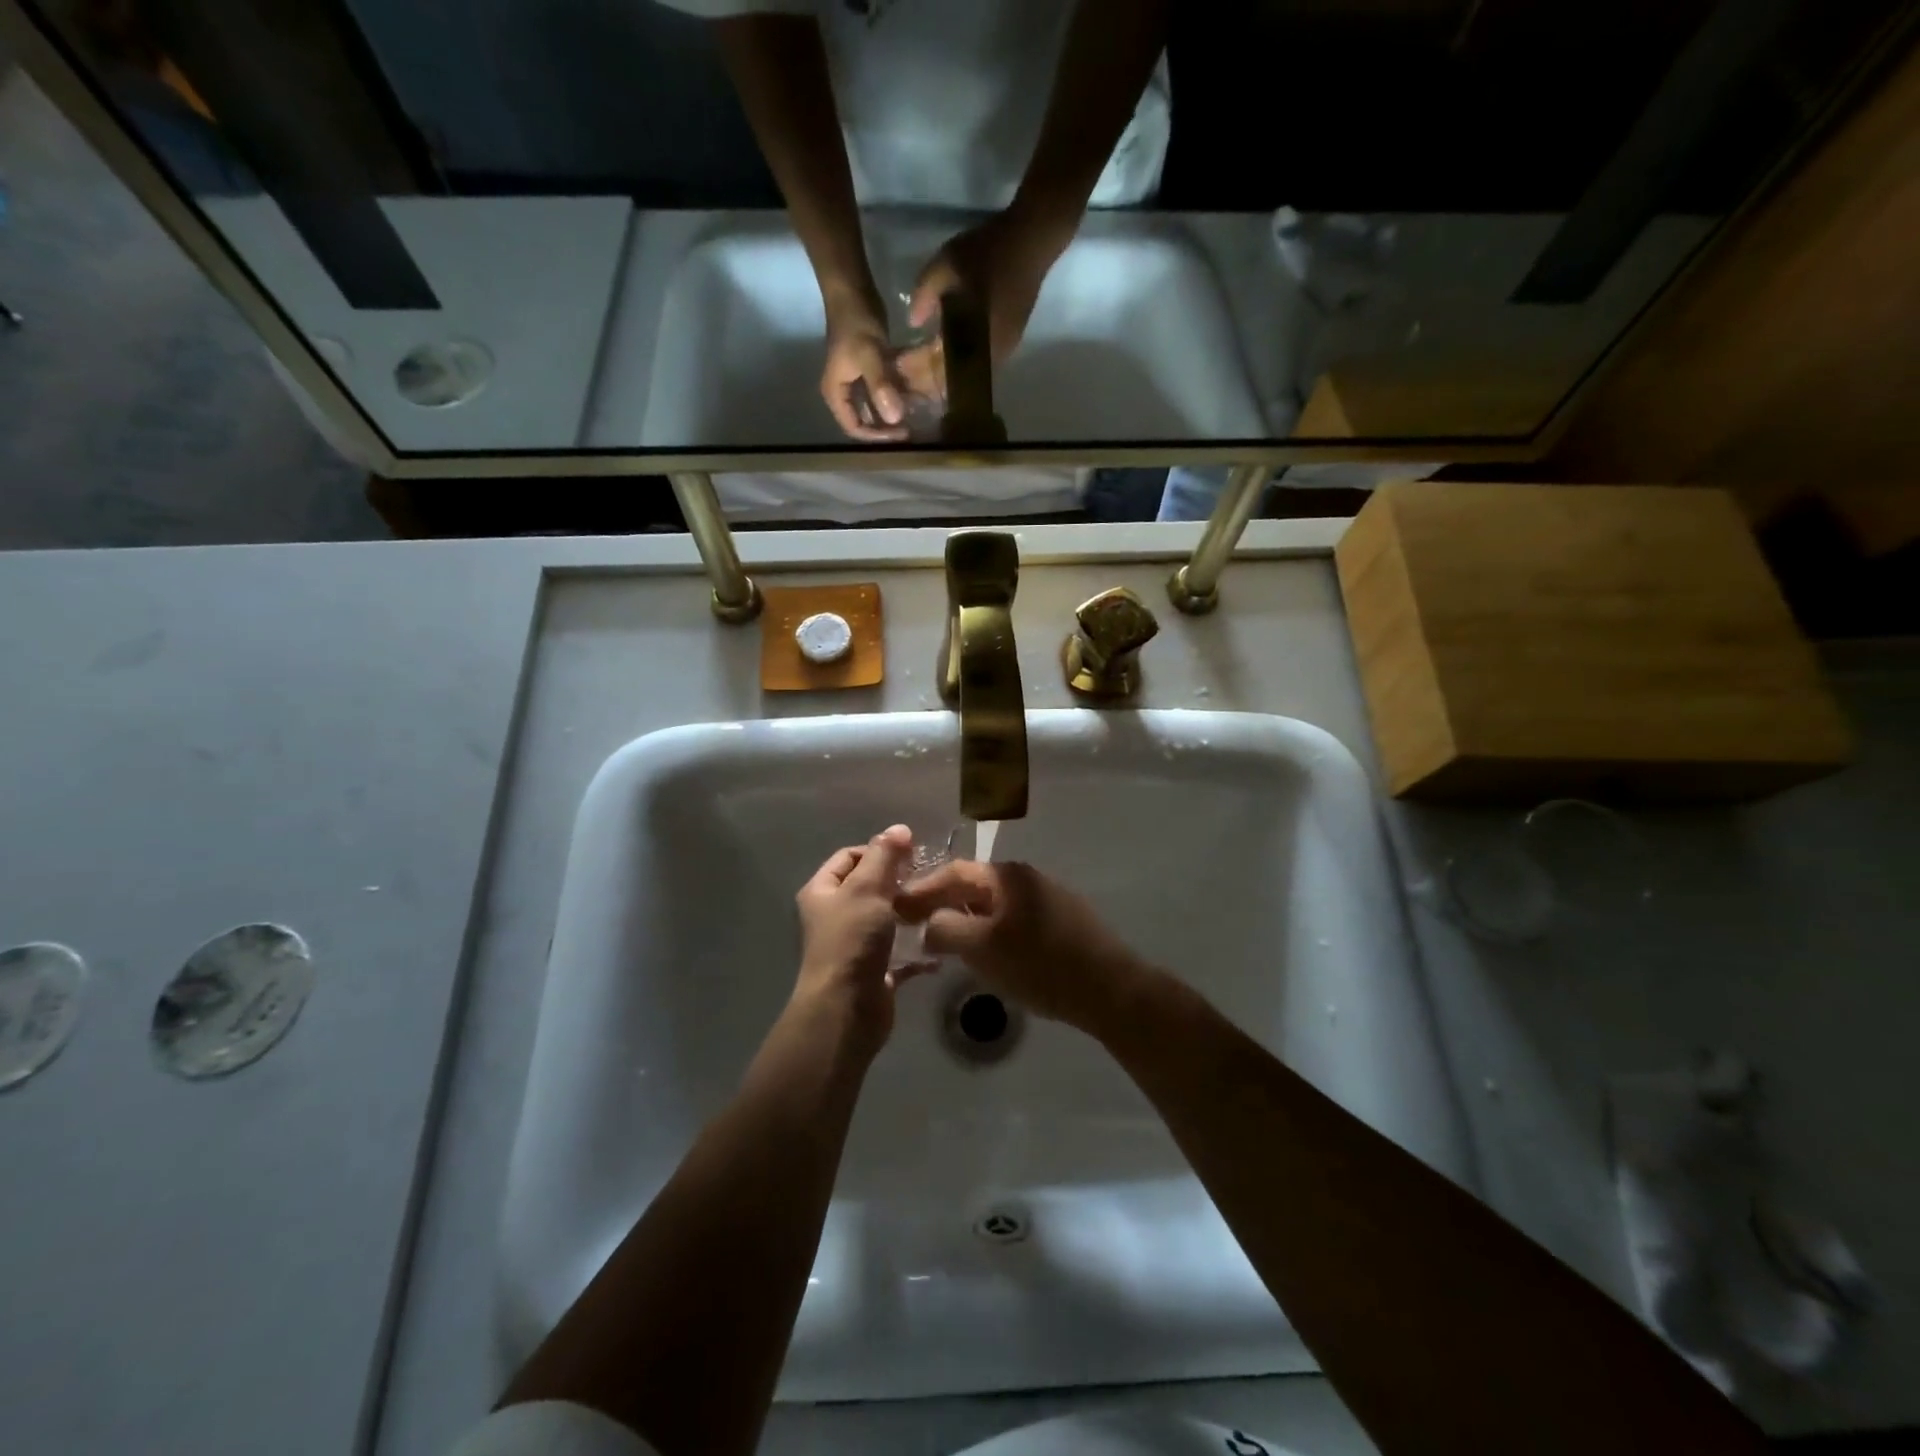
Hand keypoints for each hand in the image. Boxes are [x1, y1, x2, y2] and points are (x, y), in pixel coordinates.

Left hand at [791, 824, 923, 1055]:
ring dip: (910, 914)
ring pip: (886, 920)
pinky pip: (900, 954)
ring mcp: (854, 946)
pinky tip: (939, 944)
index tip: (910, 854)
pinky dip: (917, 950)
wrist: (846, 1010)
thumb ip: (884, 856)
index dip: (878, 850)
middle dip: (898, 882)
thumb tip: (899, 828)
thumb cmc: (852, 940)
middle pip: (868, 888)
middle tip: (928, 879)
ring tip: (938, 906)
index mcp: (822, 892)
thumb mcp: (867, 889)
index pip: (849, 857)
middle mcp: (834, 916)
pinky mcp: (874, 972)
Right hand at [821, 288, 907, 442]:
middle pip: (866, 421)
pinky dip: (897, 395)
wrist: (852, 289)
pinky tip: (915, 396)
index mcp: (836, 394)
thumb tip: (895, 419)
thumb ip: (880, 387)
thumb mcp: (869, 355)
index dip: (877, 435)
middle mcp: (844, 392)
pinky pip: (883, 391)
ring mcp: (856, 381)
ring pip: (876, 407)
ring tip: (916, 416)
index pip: (855, 428)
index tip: (901, 433)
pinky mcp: (869, 371)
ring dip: (894, 412)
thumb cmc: (856, 322)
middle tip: (912, 428)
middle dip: (887, 427)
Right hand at [894, 860, 1151, 1038]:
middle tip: (916, 924)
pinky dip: (991, 928)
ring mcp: (1048, 896)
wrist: (1111, 989)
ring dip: (967, 917)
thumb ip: (946, 929)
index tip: (896, 907)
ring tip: (946, 941)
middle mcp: (1027, 876)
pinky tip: (987, 951)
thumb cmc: (1041, 965)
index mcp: (1007, 876)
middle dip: (942, 903)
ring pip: (994, 903)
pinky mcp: (1062, 919)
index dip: (922, 889)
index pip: (953, 872)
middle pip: (974, 885)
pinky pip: (1013, 917)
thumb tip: (929, 923)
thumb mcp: (983, 949)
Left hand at [895, 207, 1071, 399]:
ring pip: (964, 376)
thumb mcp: (947, 263)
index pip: (936, 367)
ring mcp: (1001, 353)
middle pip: (950, 380)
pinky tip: (940, 358)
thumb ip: (925, 294)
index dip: (914, 369)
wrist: (1032, 241)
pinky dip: (955, 365)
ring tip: (915, 372)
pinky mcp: (1007, 345)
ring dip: (940, 375)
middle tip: (900, 377)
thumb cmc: (989, 252)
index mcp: (973, 339)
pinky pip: (975, 365)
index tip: (893, 368)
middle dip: (924, 380)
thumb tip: (913, 323)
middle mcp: (988, 356)